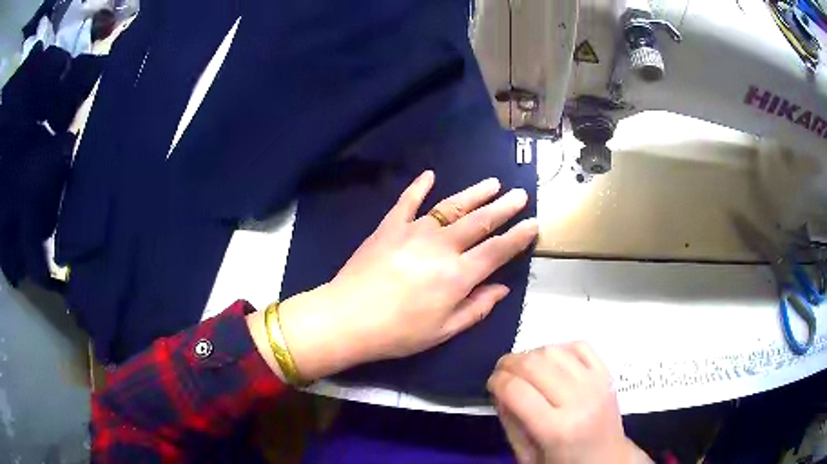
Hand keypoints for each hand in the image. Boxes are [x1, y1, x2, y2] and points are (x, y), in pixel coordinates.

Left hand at [277, 170, 537, 379]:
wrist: (347, 318)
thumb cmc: (398, 332)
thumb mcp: (443, 330)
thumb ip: (476, 307)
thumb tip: (502, 288)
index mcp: (458, 275)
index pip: (498, 250)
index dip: (519, 237)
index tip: (533, 223)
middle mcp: (442, 246)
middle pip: (480, 221)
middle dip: (504, 207)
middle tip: (520, 194)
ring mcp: (414, 231)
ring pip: (452, 206)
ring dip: (475, 193)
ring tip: (492, 183)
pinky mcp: (389, 226)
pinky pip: (407, 201)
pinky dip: (419, 186)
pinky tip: (430, 175)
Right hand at [488, 343, 650, 463]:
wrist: (607, 458)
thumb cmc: (563, 463)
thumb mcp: (527, 456)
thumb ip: (511, 423)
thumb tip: (499, 389)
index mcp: (557, 429)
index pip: (517, 391)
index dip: (496, 381)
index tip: (491, 383)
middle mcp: (579, 401)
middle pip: (534, 365)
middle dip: (509, 363)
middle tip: (501, 372)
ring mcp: (596, 383)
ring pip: (555, 350)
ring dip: (531, 354)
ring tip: (524, 367)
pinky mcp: (606, 374)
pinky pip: (579, 346)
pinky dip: (559, 347)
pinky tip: (551, 361)